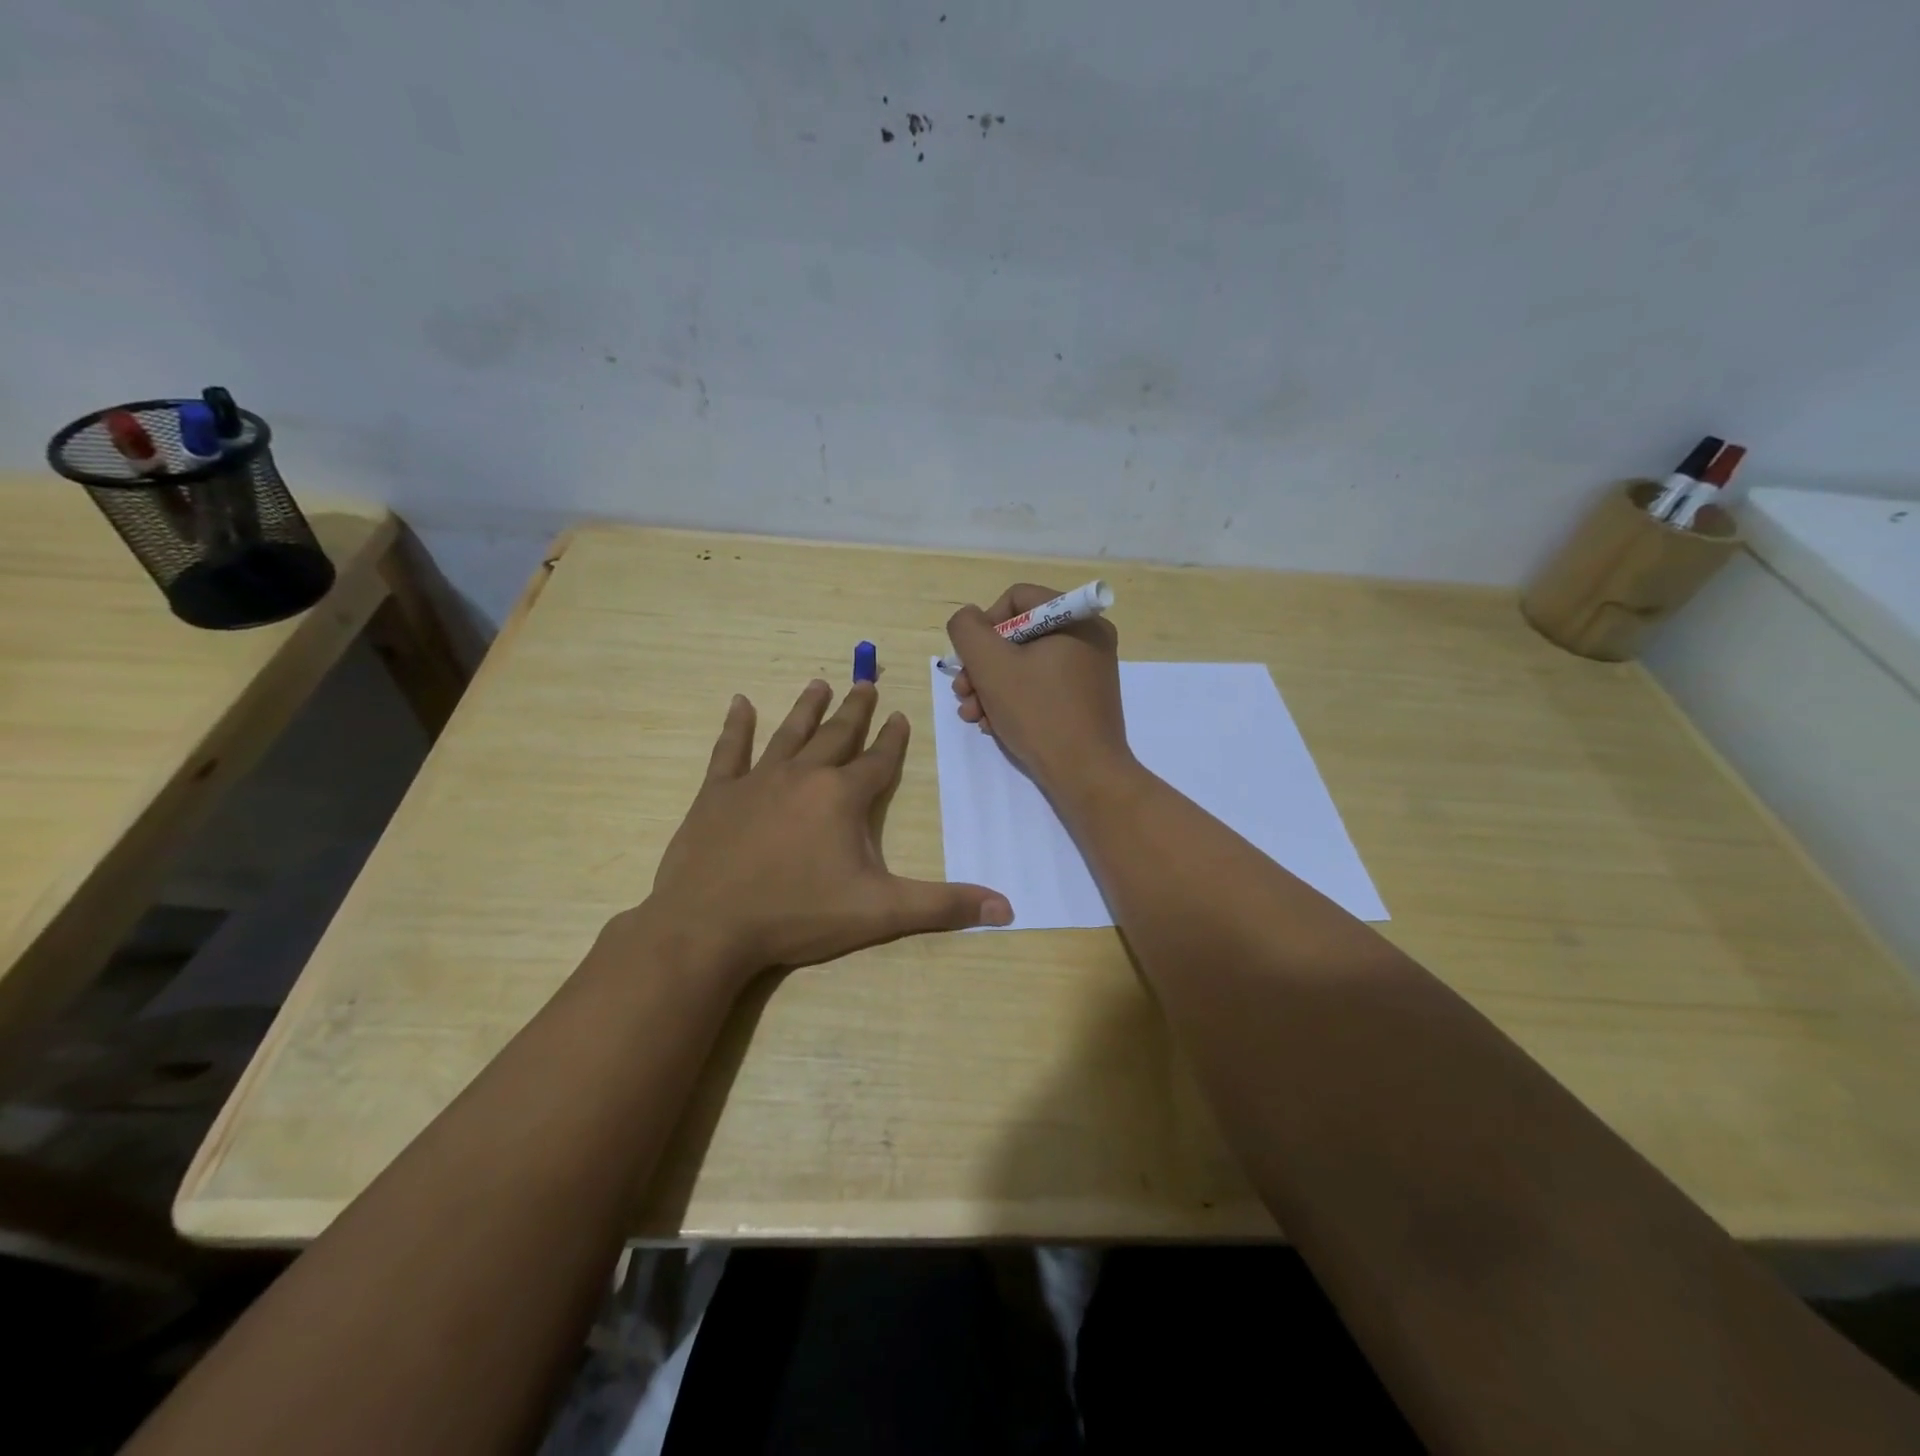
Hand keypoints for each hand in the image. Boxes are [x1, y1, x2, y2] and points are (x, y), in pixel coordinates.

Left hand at [641, 679, 1012, 981]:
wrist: (709, 926)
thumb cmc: (799, 915)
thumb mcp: (881, 913)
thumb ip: (943, 906)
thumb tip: (1009, 908)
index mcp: (843, 797)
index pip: (878, 760)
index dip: (893, 739)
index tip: (900, 715)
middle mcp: (803, 776)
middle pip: (836, 735)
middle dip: (855, 709)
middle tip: (865, 681)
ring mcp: (756, 781)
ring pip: (788, 733)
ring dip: (807, 708)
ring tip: (819, 682)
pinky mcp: (716, 794)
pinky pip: (729, 750)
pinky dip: (736, 726)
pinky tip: (740, 703)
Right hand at [945, 584, 1133, 800]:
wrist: (1086, 775)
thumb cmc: (1039, 713)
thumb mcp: (991, 665)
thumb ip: (968, 630)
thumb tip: (968, 619)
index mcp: (1076, 619)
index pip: (1017, 599)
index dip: (984, 625)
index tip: (970, 660)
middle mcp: (1088, 638)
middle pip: (1018, 635)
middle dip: (983, 665)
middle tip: (963, 693)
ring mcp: (1089, 671)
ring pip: (1025, 664)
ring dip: (991, 687)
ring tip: (973, 715)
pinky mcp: (1084, 700)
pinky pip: (1041, 686)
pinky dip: (1013, 701)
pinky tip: (993, 724)